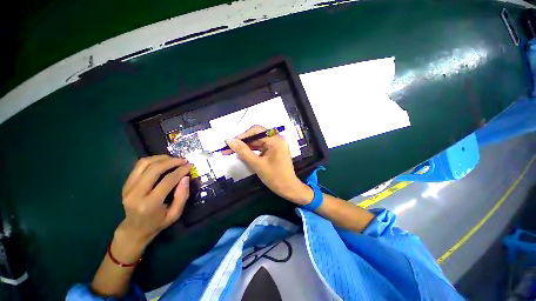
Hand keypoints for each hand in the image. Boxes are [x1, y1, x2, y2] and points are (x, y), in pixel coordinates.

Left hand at [113, 155, 190, 262]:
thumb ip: (182, 196)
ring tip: (174, 159)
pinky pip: (139, 166)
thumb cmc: (158, 223)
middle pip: (155, 169)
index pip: (167, 181)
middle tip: (183, 160)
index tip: (190, 166)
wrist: (134, 229)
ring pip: (145, 164)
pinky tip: (163, 161)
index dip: (181, 171)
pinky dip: (153, 160)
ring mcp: (128, 187)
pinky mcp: (126, 183)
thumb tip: (186, 177)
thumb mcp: (175, 214)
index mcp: (149, 204)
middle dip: (172, 161)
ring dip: (162, 158)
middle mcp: (136, 194)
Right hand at [224, 126, 312, 204]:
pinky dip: (252, 151)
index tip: (229, 143)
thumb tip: (230, 141)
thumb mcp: (257, 164)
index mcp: (275, 140)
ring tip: (232, 152)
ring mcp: (276, 145)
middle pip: (256, 136)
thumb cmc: (275, 177)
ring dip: (246, 147)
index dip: (242, 136)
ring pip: (257, 142)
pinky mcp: (274, 150)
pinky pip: (261, 148)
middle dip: (242, 142)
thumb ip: (243, 151)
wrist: (289, 188)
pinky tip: (243, 155)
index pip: (256, 131)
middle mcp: (277, 139)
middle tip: (228, 149)